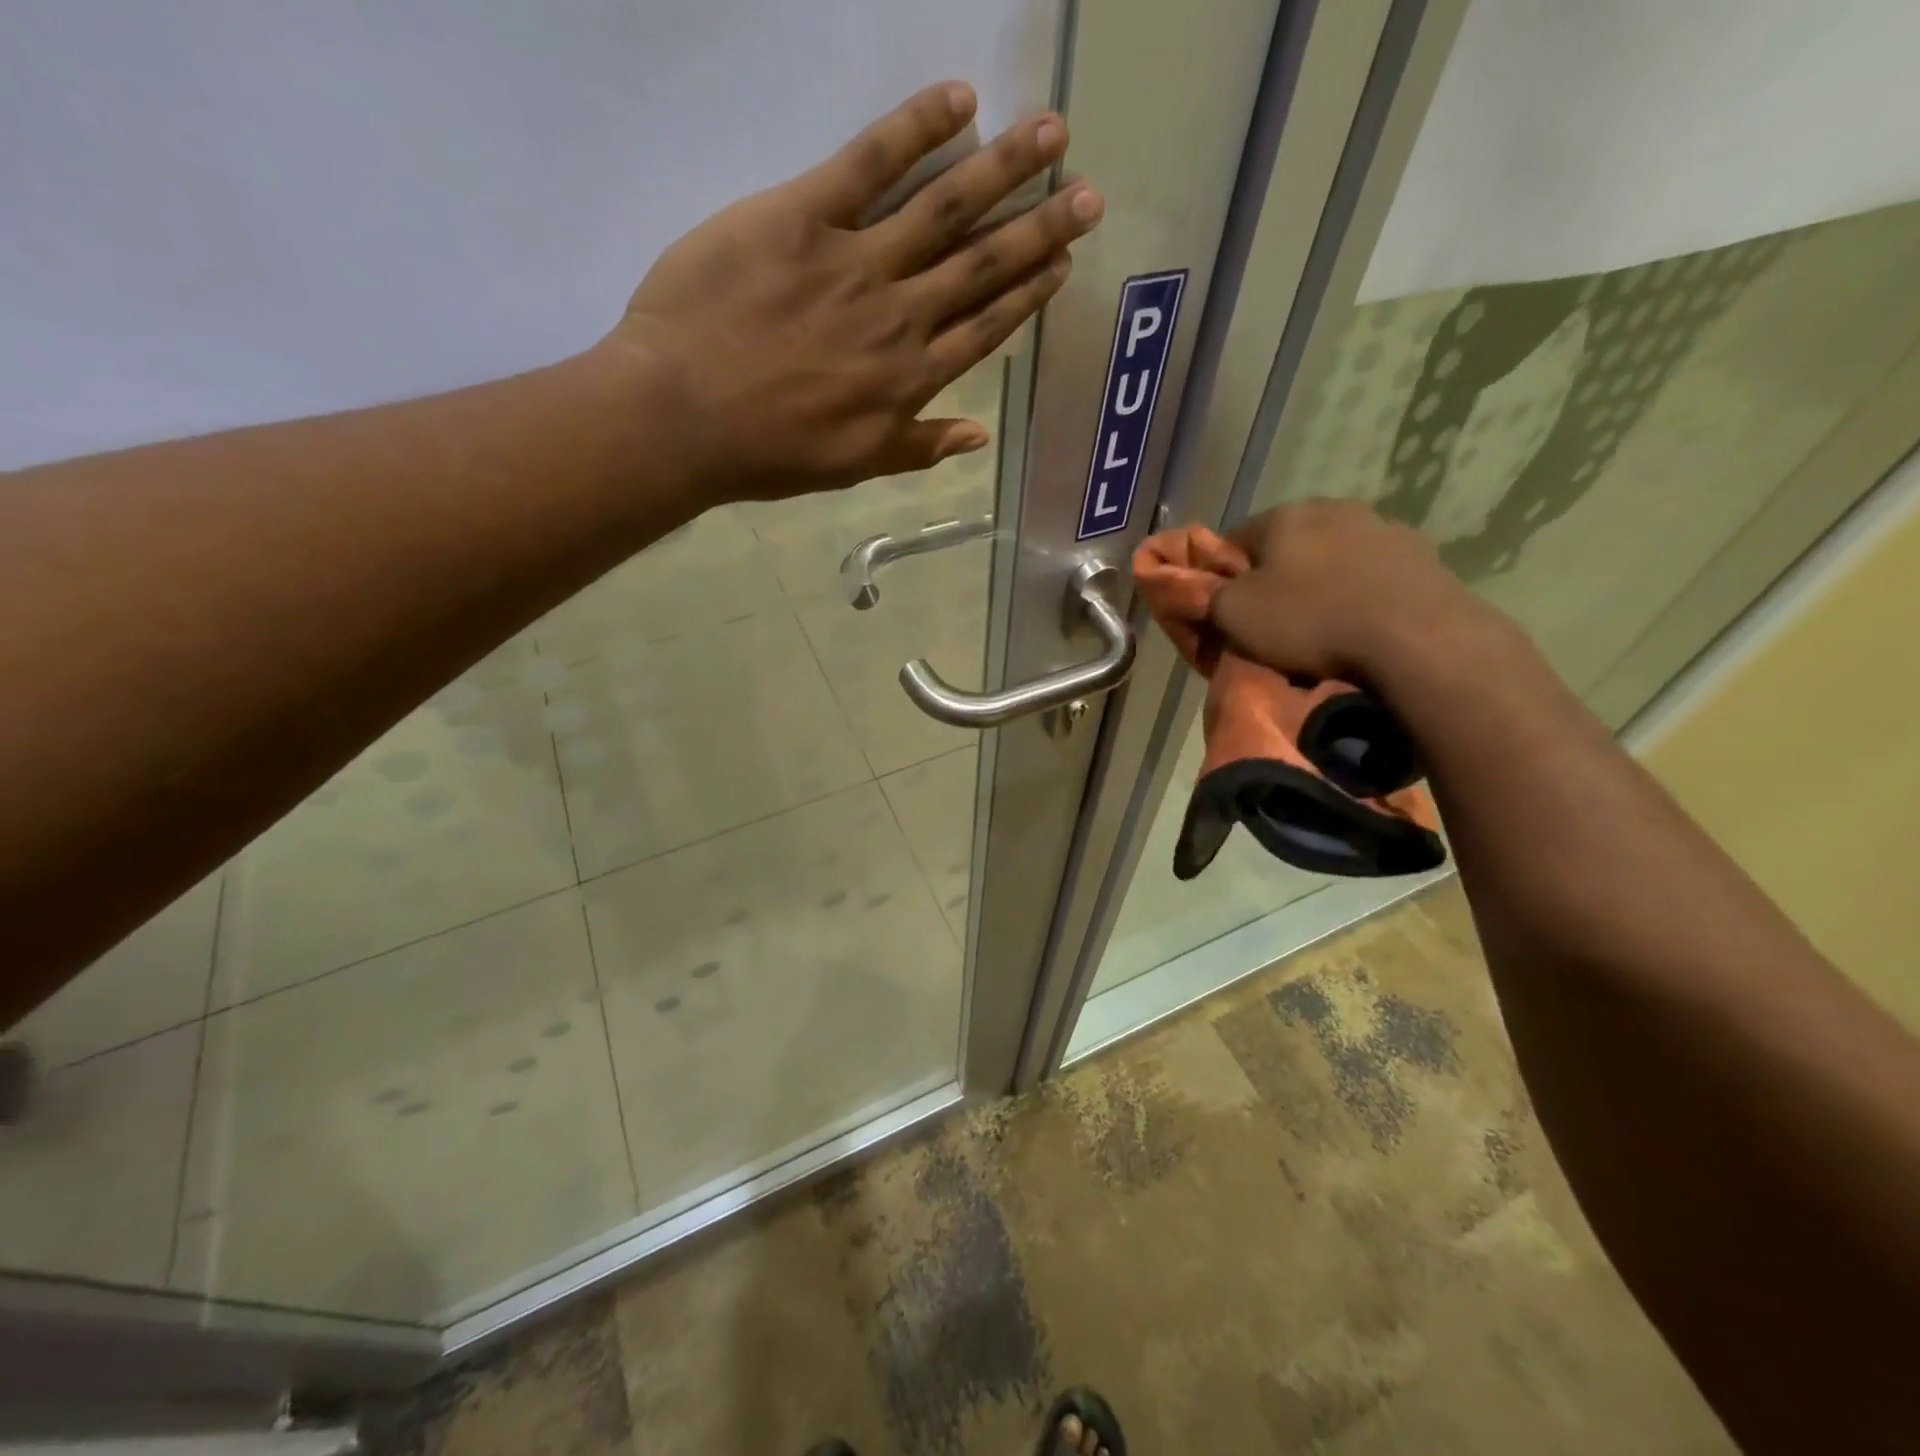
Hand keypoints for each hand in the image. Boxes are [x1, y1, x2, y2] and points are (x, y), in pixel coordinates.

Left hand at [608, 82, 1102, 504]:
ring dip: (1003, 171)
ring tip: (1052, 136)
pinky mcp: (803, 216)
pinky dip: (916, 129)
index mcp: (910, 379)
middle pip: (981, 265)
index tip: (1063, 263)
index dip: (1027, 294)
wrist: (685, 418)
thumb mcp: (854, 465)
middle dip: (1039, 228)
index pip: (983, 327)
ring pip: (944, 210)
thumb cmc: (768, 452)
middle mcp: (900, 317)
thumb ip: (919, 446)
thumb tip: (979, 435)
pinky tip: (960, 103)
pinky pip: (869, 163)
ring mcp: (856, 263)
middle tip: (1088, 195)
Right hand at [1208, 501, 1490, 684]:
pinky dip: (1360, 598)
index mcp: (1285, 515)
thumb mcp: (1234, 614)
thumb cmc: (1309, 621)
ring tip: (1320, 632)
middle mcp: (1334, 509)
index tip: (1225, 611)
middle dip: (1276, 579)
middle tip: (1270, 624)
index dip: (1224, 577)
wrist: (1415, 639)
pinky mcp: (1423, 558)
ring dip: (1321, 587)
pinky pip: (1372, 579)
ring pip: (1332, 560)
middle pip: (1287, 548)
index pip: (1234, 540)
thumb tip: (1202, 588)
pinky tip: (1359, 630)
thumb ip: (1208, 595)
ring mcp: (1385, 529)